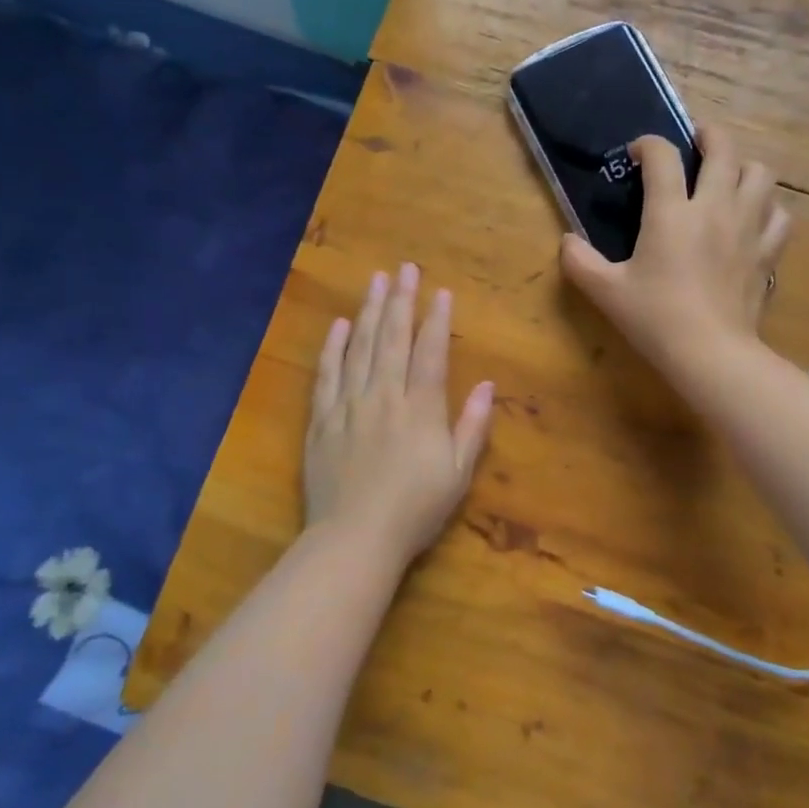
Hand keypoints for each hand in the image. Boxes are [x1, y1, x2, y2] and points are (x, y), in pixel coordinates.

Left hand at [303, 264, 494, 563]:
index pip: (430, 352)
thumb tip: (486, 384)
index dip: (436, 319)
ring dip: (368, 312)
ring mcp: (348, 405)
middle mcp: (383, 396)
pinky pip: (326, 375)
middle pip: (392, 339)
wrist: (354, 539)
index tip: (439, 290)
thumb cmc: (415, 510)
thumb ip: (472, 426)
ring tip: (374, 281)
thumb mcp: (457, 473)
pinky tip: (339, 325)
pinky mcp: (321, 420)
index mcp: (420, 409)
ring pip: (359, 348)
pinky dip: (333, 348)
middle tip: (404, 268)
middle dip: (400, 300)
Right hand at [560, 128, 791, 382]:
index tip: (637, 154)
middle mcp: (714, 207)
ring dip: (743, 166)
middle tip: (696, 140)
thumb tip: (567, 241)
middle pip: (723, 148)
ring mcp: (748, 228)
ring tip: (728, 176)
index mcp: (671, 212)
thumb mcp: (605, 291)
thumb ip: (579, 261)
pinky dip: (768, 207)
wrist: (710, 353)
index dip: (648, 144)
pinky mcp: (768, 252)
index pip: (662, 156)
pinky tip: (755, 217)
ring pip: (760, 174)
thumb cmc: (655, 319)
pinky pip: (780, 215)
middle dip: (708, 134)